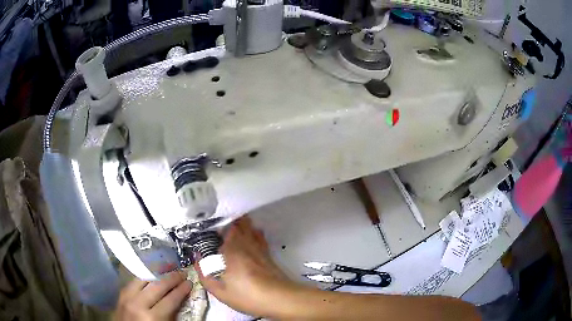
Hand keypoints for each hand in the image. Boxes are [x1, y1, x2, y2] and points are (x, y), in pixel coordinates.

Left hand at [115, 271, 192, 320]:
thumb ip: (172, 315)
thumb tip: (181, 299)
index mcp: (153, 317)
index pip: (171, 299)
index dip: (182, 290)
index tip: (190, 282)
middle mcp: (138, 304)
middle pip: (157, 286)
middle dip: (172, 278)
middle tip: (182, 272)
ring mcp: (127, 298)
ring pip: (143, 279)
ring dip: (157, 272)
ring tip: (167, 268)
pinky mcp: (120, 295)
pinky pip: (133, 281)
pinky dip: (144, 276)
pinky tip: (150, 274)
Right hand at [196, 216, 301, 316]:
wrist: (279, 299)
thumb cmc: (247, 295)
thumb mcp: (220, 291)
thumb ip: (204, 274)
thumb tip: (197, 258)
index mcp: (232, 249)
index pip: (224, 229)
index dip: (217, 226)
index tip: (209, 229)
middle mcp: (246, 243)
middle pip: (239, 224)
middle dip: (230, 221)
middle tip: (220, 224)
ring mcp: (259, 247)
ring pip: (250, 228)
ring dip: (242, 224)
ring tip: (233, 224)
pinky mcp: (268, 254)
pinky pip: (259, 237)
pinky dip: (254, 232)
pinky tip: (251, 234)